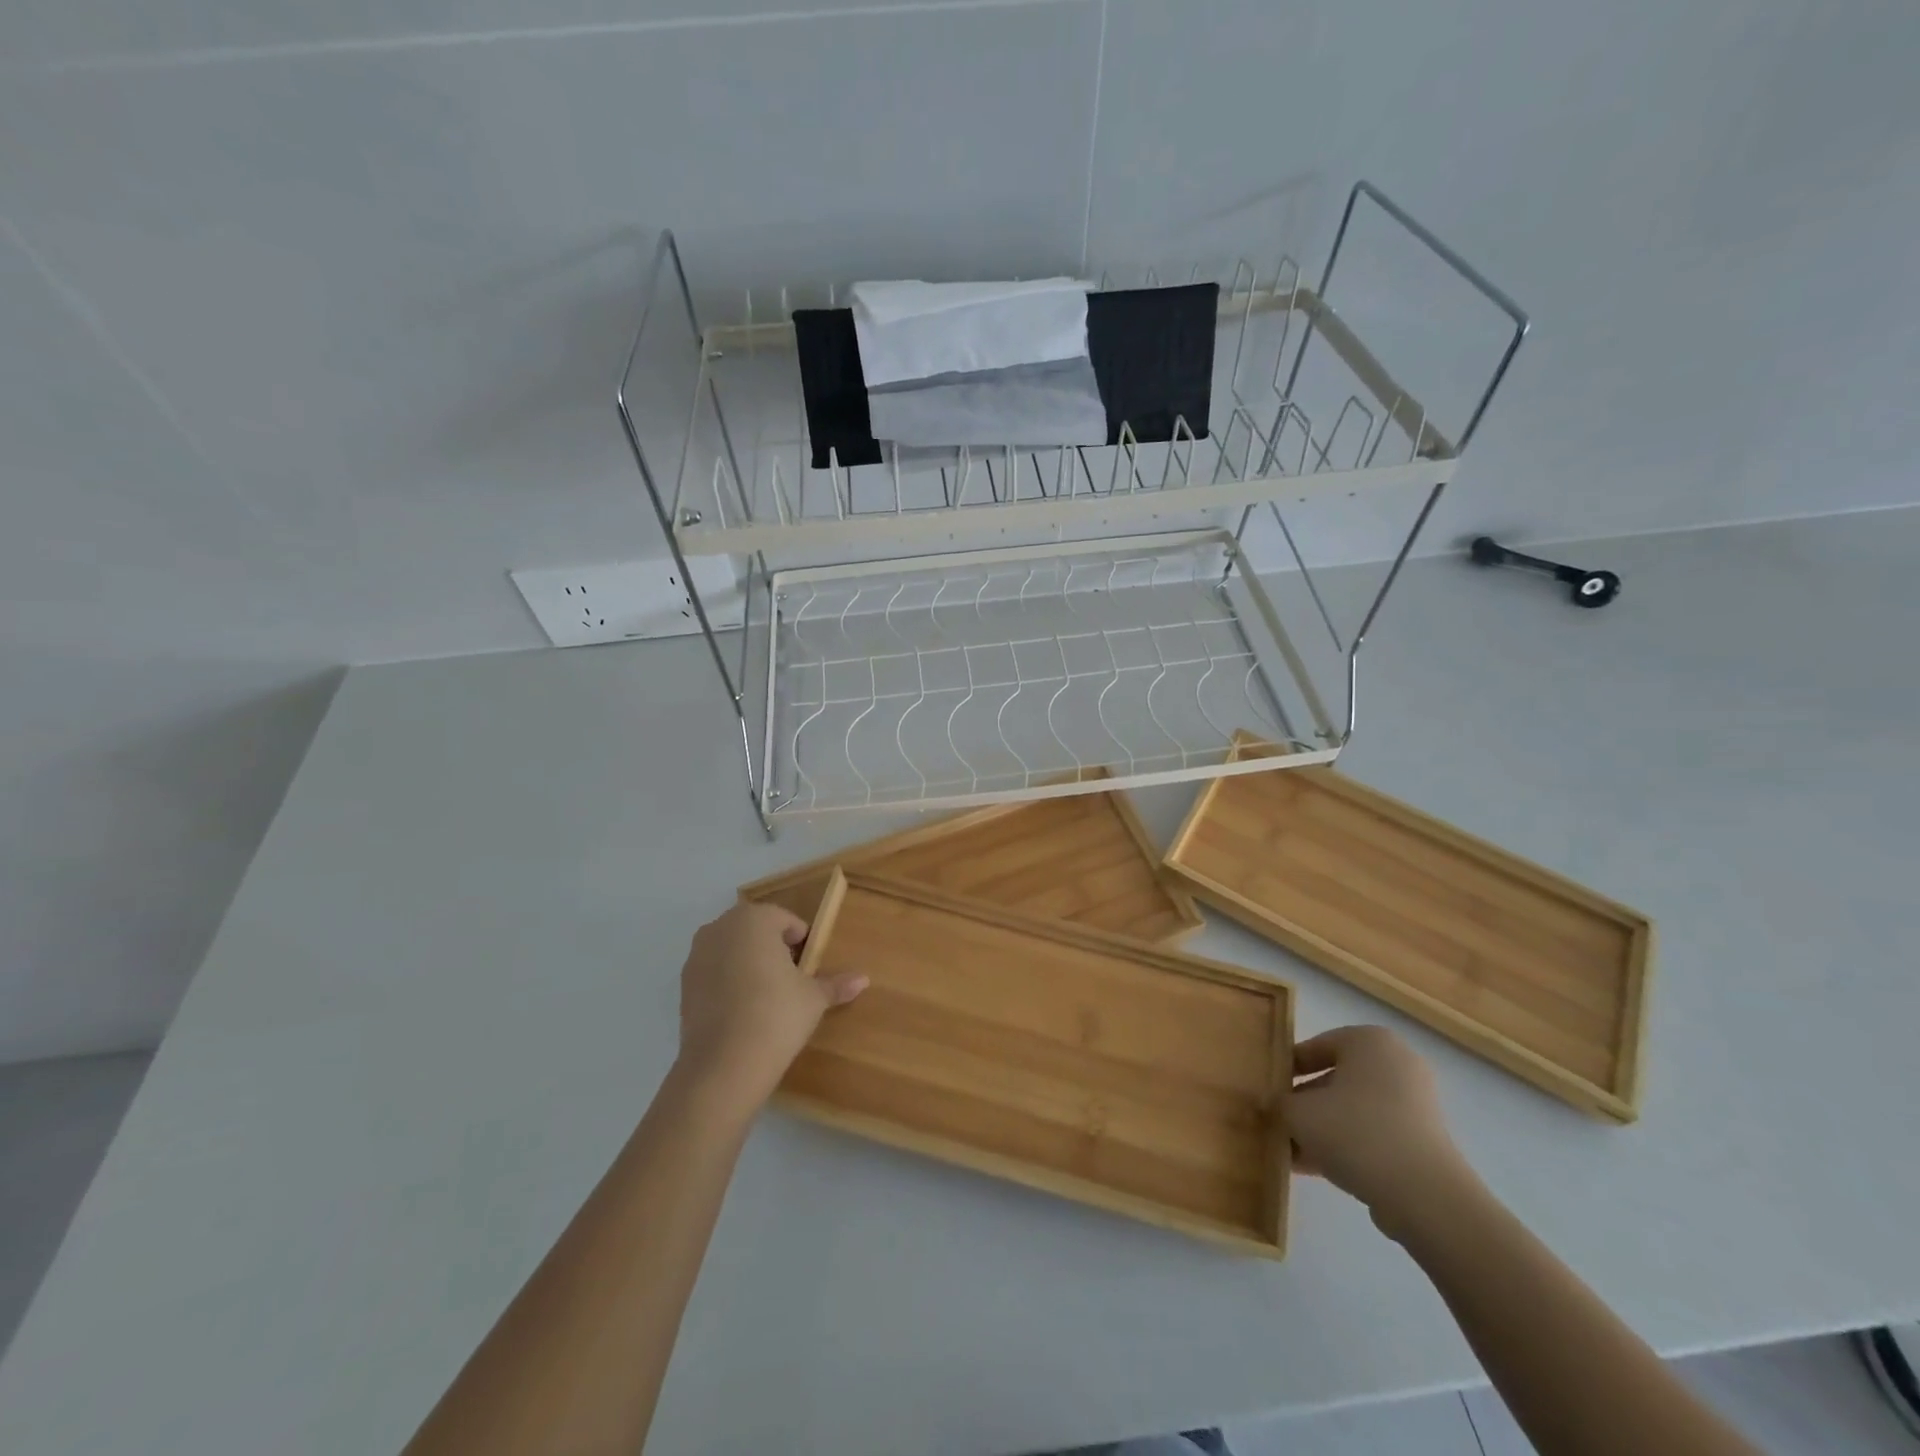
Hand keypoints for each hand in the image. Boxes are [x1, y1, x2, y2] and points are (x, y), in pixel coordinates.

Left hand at [676, 901, 867, 1110]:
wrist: (723, 1066)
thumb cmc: (776, 1015)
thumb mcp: (813, 999)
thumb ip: (835, 984)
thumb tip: (863, 979)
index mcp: (754, 919)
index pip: (785, 920)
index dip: (801, 941)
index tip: (809, 967)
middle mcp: (720, 928)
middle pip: (755, 930)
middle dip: (773, 948)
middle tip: (791, 979)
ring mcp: (697, 955)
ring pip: (732, 949)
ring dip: (748, 963)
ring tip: (766, 996)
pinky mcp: (684, 985)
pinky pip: (714, 972)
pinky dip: (728, 982)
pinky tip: (742, 1011)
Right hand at [1288, 1025, 1477, 1239]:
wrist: (1426, 1197)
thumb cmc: (1355, 1133)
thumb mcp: (1298, 1113)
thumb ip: (1279, 1103)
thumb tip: (1275, 1105)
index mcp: (1369, 1041)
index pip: (1316, 1046)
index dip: (1287, 1068)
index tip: (1269, 1090)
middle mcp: (1397, 1063)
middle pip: (1336, 1079)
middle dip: (1306, 1103)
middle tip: (1280, 1122)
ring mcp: (1416, 1103)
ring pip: (1354, 1110)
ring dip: (1323, 1128)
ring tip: (1292, 1152)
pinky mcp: (1425, 1140)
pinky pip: (1376, 1133)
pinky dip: (1349, 1146)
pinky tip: (1317, 1169)